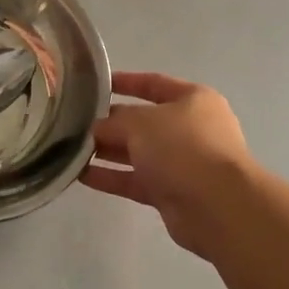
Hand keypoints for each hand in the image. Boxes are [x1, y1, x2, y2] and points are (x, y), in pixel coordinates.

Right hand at [81, 72, 252, 258]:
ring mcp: (182, 163)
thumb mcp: (142, 122)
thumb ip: (115, 121)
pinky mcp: (172, 193)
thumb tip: (97, 128)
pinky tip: (80, 175)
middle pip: (143, 121)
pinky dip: (111, 177)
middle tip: (75, 123)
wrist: (217, 206)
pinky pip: (135, 180)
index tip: (95, 84)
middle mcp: (190, 129)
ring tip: (71, 149)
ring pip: (137, 153)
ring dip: (107, 151)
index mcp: (193, 100)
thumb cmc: (183, 147)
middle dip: (110, 123)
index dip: (125, 82)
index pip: (154, 83)